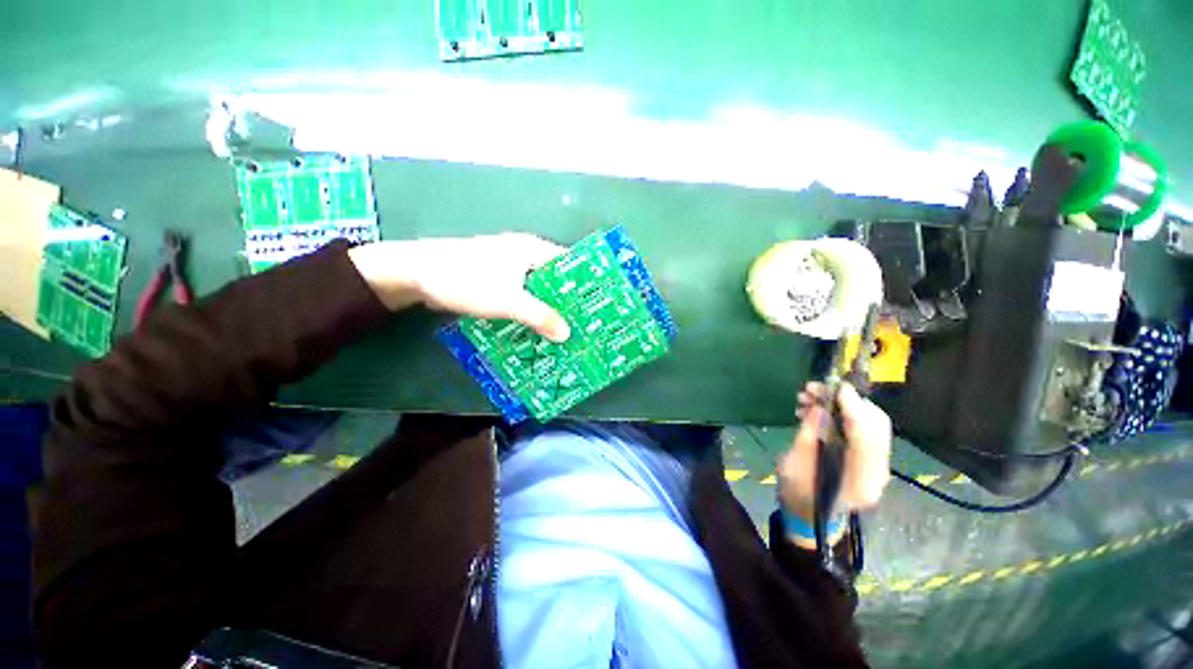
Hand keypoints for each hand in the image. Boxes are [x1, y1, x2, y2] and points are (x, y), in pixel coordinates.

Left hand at [348, 233, 571, 341]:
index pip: (570, 263)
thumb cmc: (467, 279)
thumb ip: (540, 316)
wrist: (417, 274)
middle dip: (569, 300)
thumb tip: (566, 334)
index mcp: (533, 249)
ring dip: (550, 306)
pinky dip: (532, 308)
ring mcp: (510, 265)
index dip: (586, 282)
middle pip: (556, 277)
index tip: (598, 304)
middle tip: (584, 323)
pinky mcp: (498, 278)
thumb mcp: (508, 300)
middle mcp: (525, 254)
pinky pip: (524, 293)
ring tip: (565, 329)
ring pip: (539, 287)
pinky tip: (538, 326)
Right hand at [776, 382, 891, 548]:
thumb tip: (820, 409)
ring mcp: (874, 465)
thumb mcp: (795, 466)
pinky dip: (839, 414)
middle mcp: (876, 471)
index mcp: (860, 480)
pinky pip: (859, 430)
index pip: (867, 437)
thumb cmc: (797, 495)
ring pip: (867, 424)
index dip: (854, 409)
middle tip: (815, 388)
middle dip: (847, 401)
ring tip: (807, 396)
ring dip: (840, 405)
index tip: (837, 386)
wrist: (808, 519)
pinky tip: (813, 409)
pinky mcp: (866, 458)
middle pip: (875, 426)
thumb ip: (809, 437)